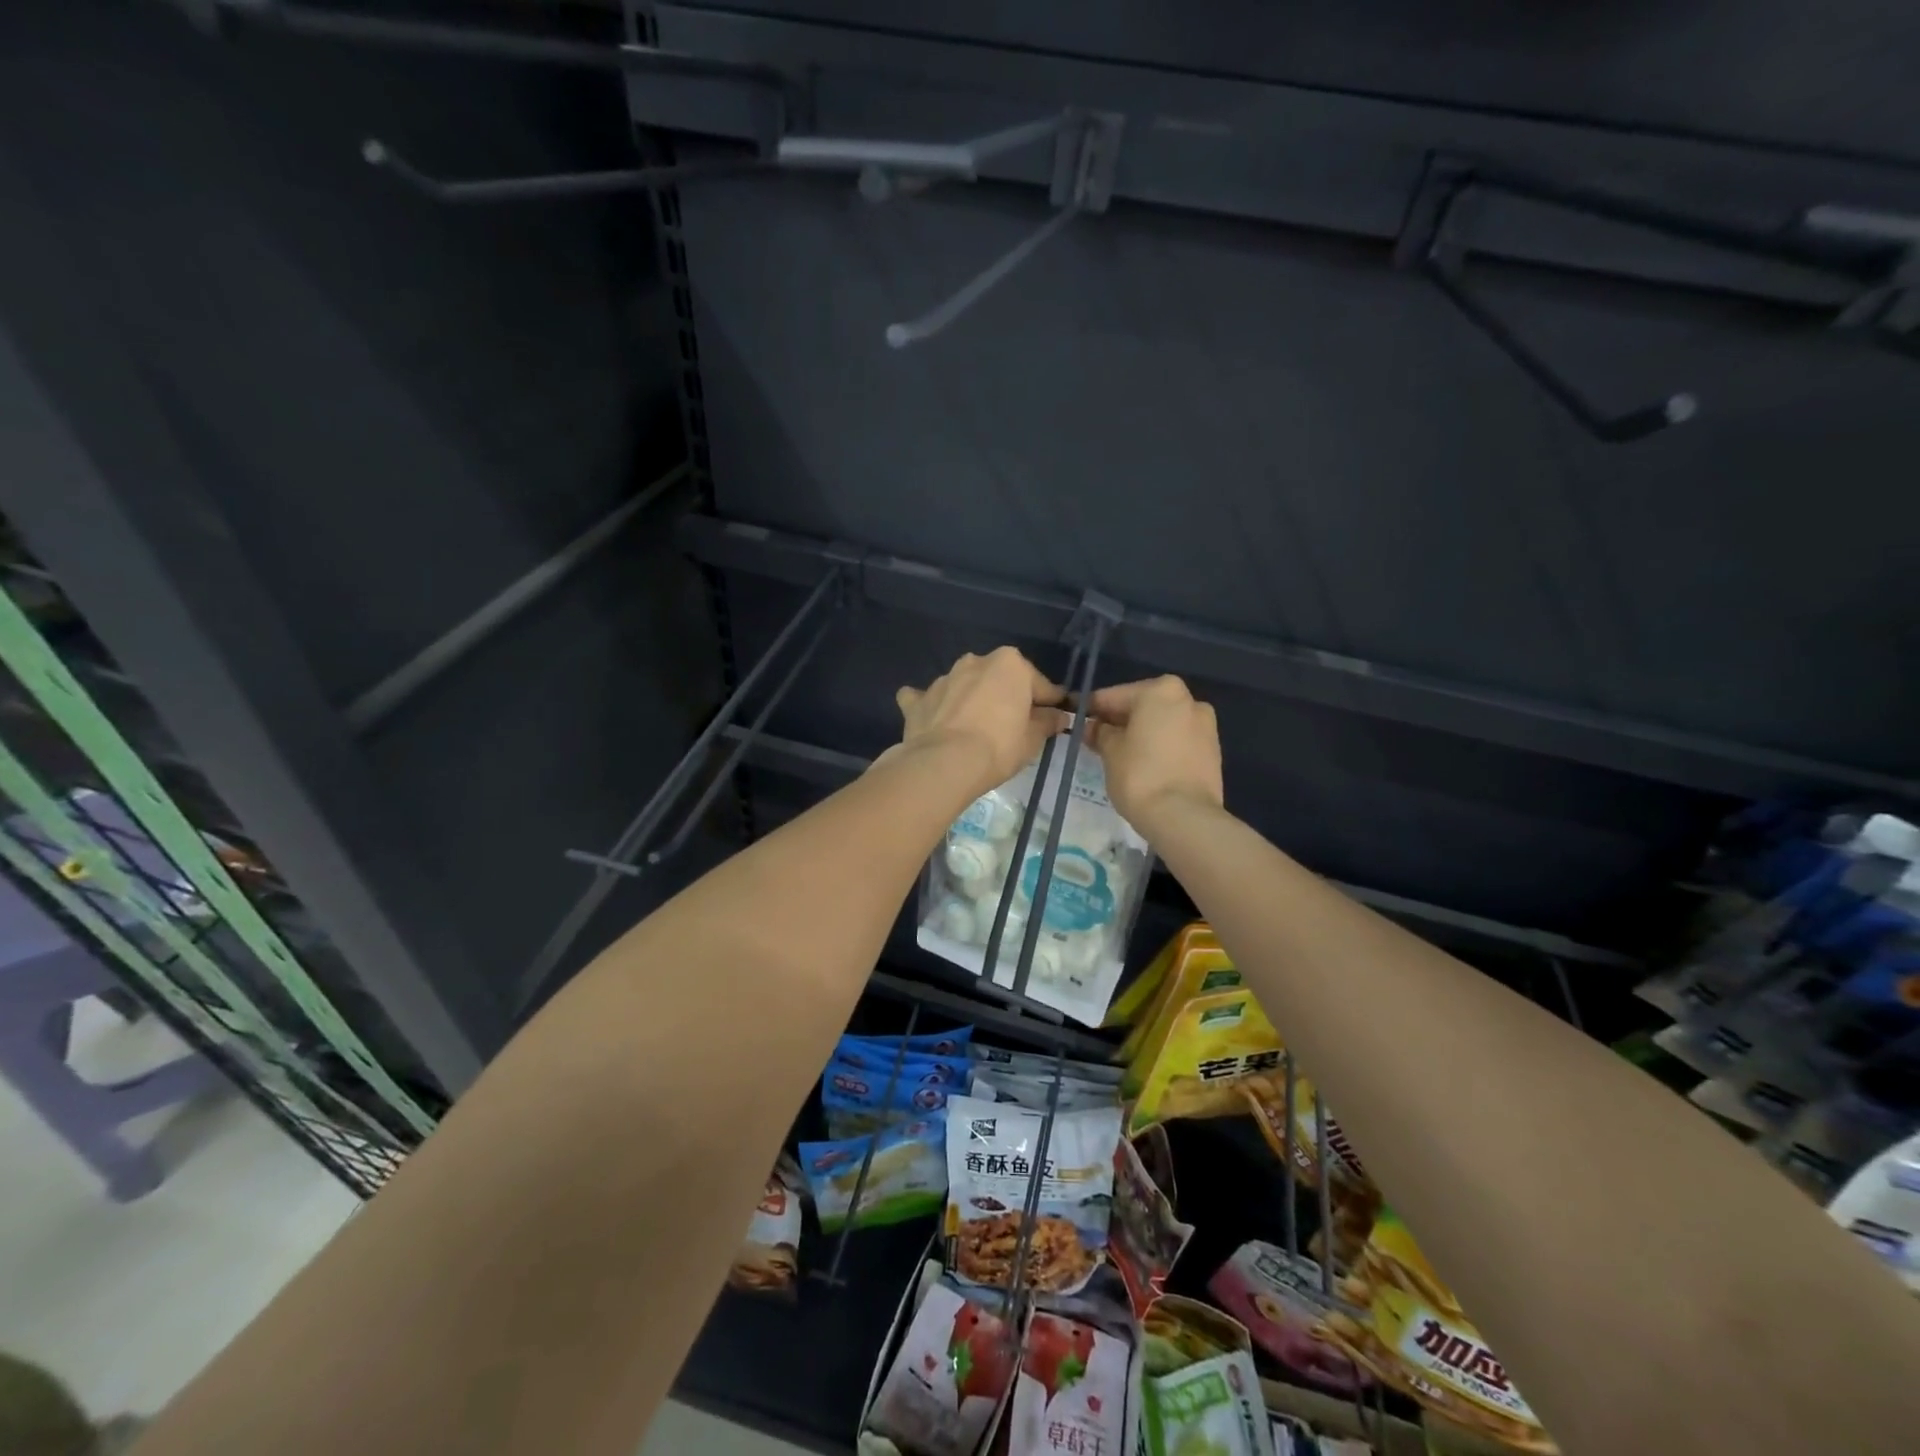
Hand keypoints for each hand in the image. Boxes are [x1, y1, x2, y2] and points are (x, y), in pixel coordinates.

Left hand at [894, 648, 1069, 797]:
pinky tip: (935, 721)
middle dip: (1006, 696)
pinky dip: (932, 706)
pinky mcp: (918, 700)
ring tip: (975, 727)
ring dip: (971, 699)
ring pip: (964, 686)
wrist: (945, 763)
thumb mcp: (1033, 739)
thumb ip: (1047, 722)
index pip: (1039, 684)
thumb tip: (1057, 716)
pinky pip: (927, 699)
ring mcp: (943, 679)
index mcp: (1009, 664)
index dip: (1049, 702)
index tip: (1055, 717)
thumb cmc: (999, 747)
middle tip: (1013, 725)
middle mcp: (975, 662)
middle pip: (999, 680)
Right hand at [1088, 676, 1223, 825]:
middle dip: (1119, 720)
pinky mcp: (1212, 751)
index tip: (1076, 719)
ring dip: (1141, 733)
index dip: (1092, 709)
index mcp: (1161, 691)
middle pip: (1142, 706)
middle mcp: (1188, 700)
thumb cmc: (1140, 775)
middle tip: (1095, 738)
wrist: (1184, 816)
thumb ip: (1101, 733)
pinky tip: (1143, 763)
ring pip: (1162, 723)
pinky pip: (1177, 740)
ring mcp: (1205, 725)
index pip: (1114, 696)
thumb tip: (1094, 727)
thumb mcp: (1110, 751)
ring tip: (1119, 754)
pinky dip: (1159, 746)